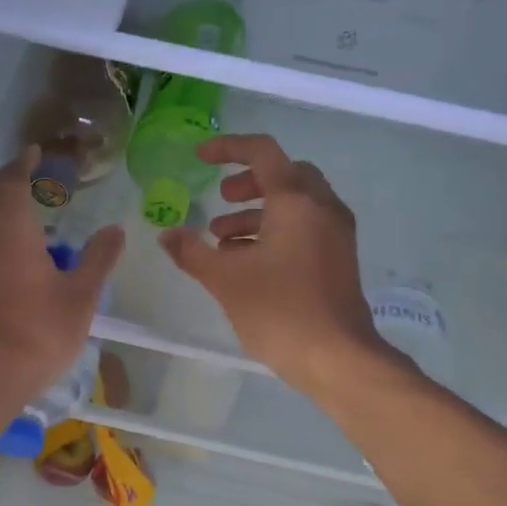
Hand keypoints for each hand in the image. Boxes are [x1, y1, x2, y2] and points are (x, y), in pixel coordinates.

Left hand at [0, 146, 123, 401]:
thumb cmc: (38, 331)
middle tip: (34, 213)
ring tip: (19, 250)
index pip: (12, 180)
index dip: (24, 163)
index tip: (33, 152)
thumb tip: (116, 230)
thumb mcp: (80, 297)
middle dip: (9, 202)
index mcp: (9, 227)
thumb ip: (98, 259)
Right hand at [159, 134, 388, 397]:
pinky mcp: (339, 258)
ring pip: (295, 204)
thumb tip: (167, 235)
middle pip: (285, 175)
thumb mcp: (225, 279)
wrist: (337, 357)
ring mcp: (336, 234)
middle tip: (220, 199)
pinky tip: (247, 262)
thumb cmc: (279, 310)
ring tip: (221, 240)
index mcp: (296, 201)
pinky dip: (275, 231)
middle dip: (248, 182)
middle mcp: (322, 207)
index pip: (262, 153)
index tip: (200, 158)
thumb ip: (192, 252)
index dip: (228, 148)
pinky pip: (305, 228)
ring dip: (258, 211)